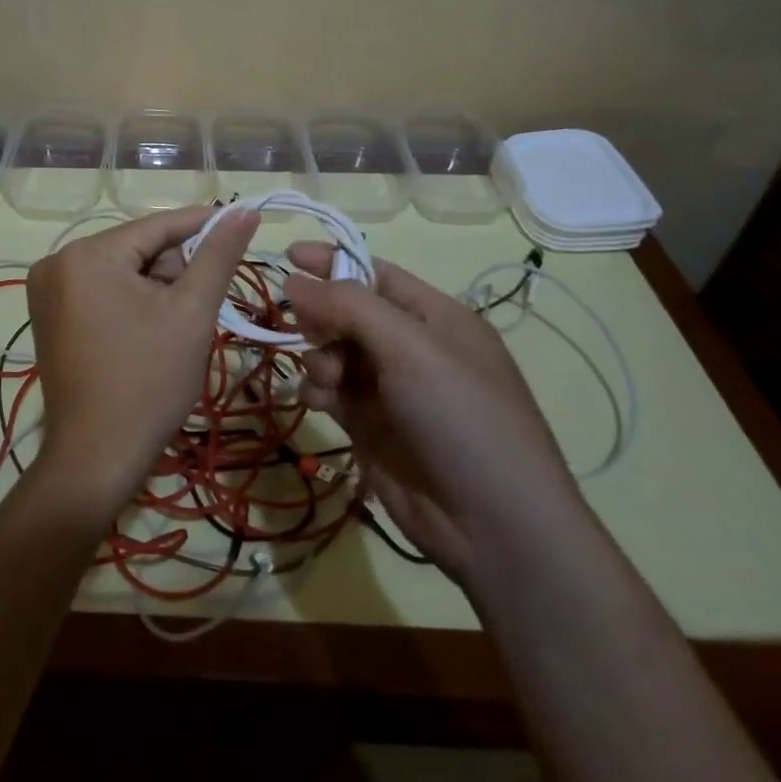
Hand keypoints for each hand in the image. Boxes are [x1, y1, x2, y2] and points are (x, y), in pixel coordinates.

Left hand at [25, 206, 259, 518]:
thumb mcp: (191, 313)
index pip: (156, 227)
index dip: (202, 224)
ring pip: (121, 271)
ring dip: (154, 290)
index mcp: (86, 254)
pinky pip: (101, 291)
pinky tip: (145, 335)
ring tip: (170, 331)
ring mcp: (46, 291)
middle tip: (193, 312)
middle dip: (172, 274)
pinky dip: (130, 303)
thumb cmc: (148, 382)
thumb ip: (218, 255)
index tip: (241, 219)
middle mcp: (56, 262)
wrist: (96, 458)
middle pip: (137, 250)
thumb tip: (244, 210)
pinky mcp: (48, 316)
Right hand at [282, 244, 581, 579]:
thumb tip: (294, 279)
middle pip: (347, 311)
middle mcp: (411, 347)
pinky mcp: (369, 425)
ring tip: (328, 379)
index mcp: (435, 317)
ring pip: (333, 350)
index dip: (333, 261)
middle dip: (323, 316)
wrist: (493, 526)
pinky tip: (319, 402)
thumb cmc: (461, 417)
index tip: (288, 255)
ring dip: (319, 356)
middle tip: (311, 330)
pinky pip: (330, 390)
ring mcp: (390, 388)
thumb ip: (348, 306)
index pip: (375, 273)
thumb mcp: (410, 348)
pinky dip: (318, 389)